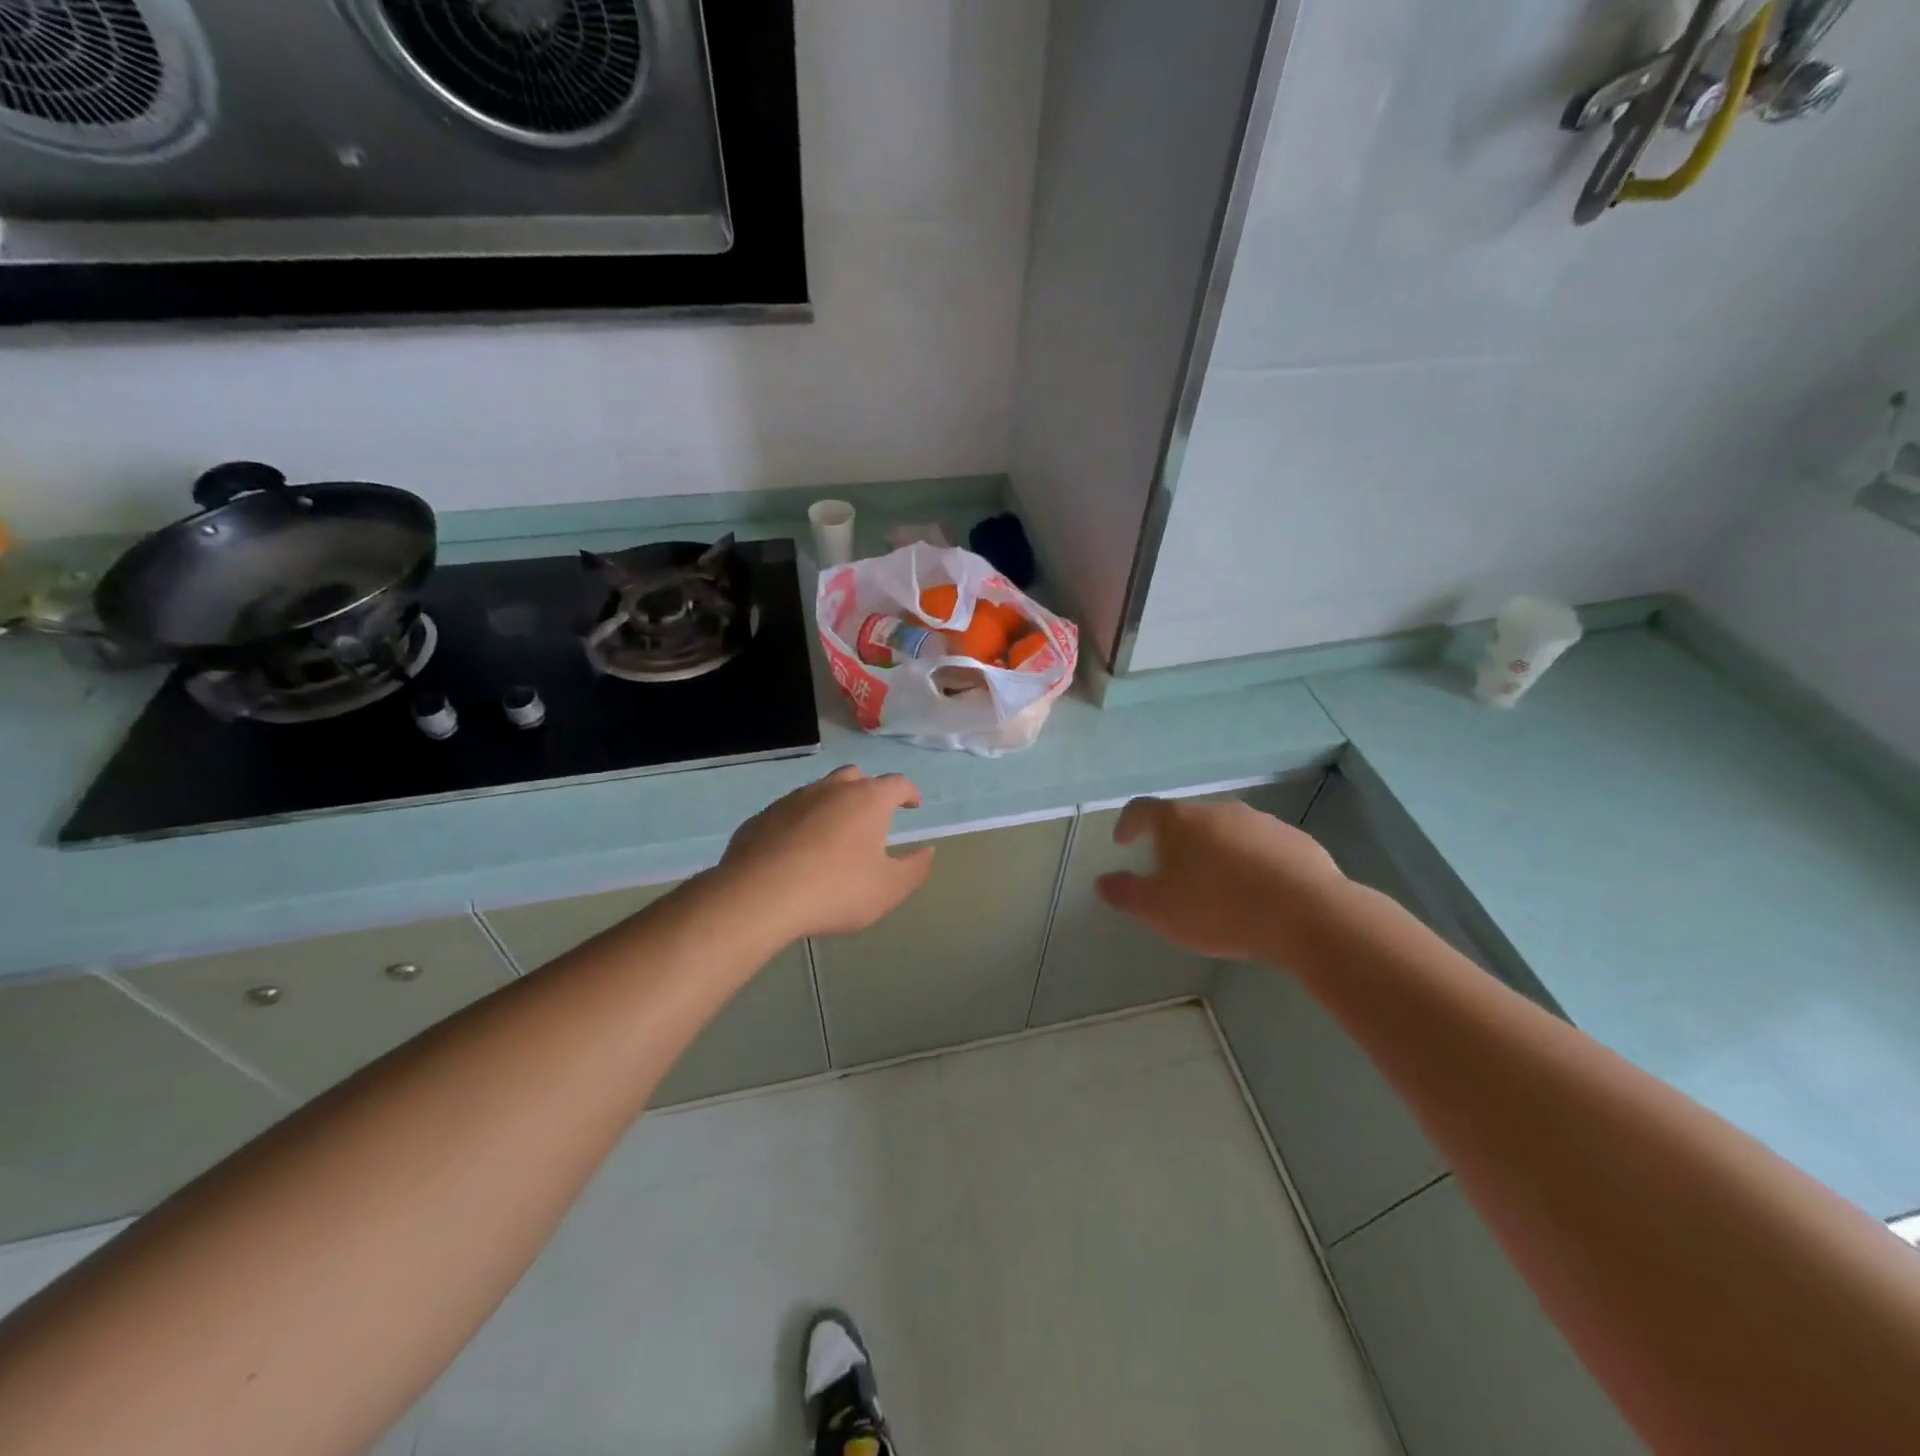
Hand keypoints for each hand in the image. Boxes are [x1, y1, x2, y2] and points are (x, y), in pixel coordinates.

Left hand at [716, 767, 936, 939]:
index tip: (913, 805)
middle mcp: (831, 789)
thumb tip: (928, 851)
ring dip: (833, 804)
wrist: (759, 896)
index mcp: (868, 800)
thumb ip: (915, 868)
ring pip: (821, 791)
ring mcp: (793, 799)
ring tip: (835, 834)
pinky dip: (802, 822)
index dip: (909, 793)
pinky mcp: (763, 816)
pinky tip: (798, 850)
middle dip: (869, 791)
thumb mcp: (888, 889)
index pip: (897, 784)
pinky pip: (790, 812)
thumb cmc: (835, 890)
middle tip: (873, 816)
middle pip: (856, 777)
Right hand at [1095, 797, 1350, 963]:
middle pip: (1187, 820)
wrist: (1307, 914)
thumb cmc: (1219, 908)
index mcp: (1179, 821)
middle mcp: (1218, 811)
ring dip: (1215, 853)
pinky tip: (1257, 894)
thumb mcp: (1159, 910)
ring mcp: (1260, 822)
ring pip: (1226, 833)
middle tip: (1171, 874)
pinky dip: (1250, 863)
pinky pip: (1262, 848)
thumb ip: (1126, 894)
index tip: (1123, 842)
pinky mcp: (1295, 840)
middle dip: (1175, 844)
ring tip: (1216, 887)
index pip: (1142, 809)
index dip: (1128, 824)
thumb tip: (1102, 882)